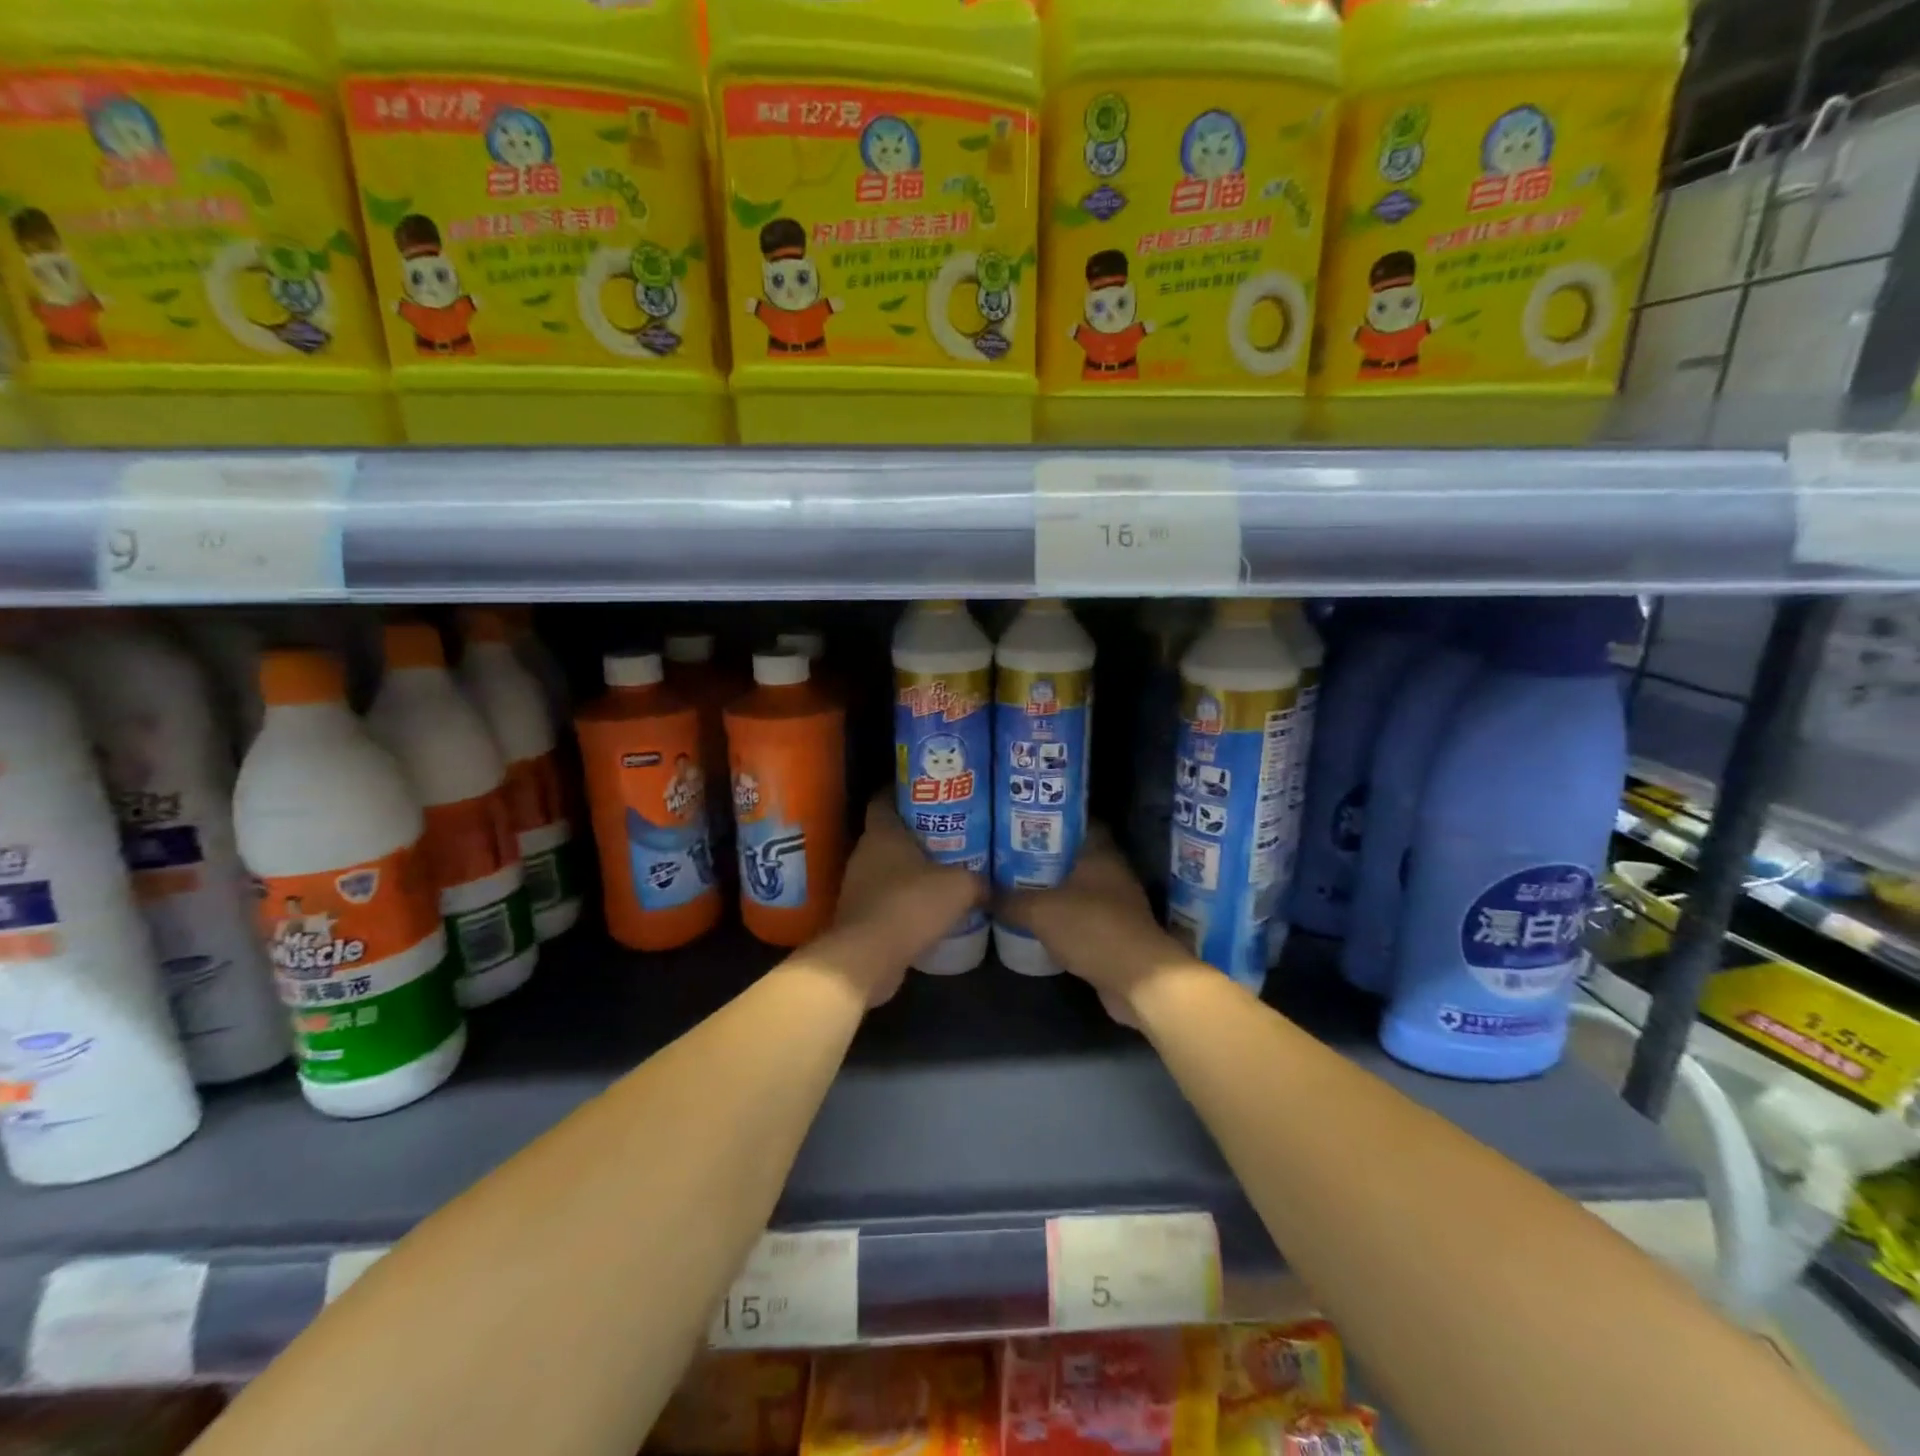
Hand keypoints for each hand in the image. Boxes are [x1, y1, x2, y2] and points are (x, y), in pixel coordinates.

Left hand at [823, 797, 985, 1005]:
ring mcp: (857, 886)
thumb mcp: (959, 887)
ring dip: (910, 871)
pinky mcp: (859, 917)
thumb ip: (978, 880)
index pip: (884, 799)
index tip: (929, 793)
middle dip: (916, 834)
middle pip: (889, 834)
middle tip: (950, 833)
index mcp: (882, 833)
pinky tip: (929, 910)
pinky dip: (904, 901)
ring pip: (887, 868)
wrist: (868, 958)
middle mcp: (864, 854)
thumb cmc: (911, 905)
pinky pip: (885, 899)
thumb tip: (991, 886)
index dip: (904, 792)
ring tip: (944, 872)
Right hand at [999, 826, 1187, 1026]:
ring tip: (1015, 887)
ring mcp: (1117, 904)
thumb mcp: (1040, 911)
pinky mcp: (1115, 933)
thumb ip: (1010, 900)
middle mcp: (1112, 872)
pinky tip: (1036, 922)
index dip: (1050, 820)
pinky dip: (1062, 917)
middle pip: (1074, 856)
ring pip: (1077, 888)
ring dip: (1052, 889)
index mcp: (1100, 853)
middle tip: (1009, 855)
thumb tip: (981, 893)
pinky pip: (1081, 916)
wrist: (1138, 979)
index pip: (1077, 822)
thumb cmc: (1091, 928)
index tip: (1022, 823)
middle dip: (1044, 856)